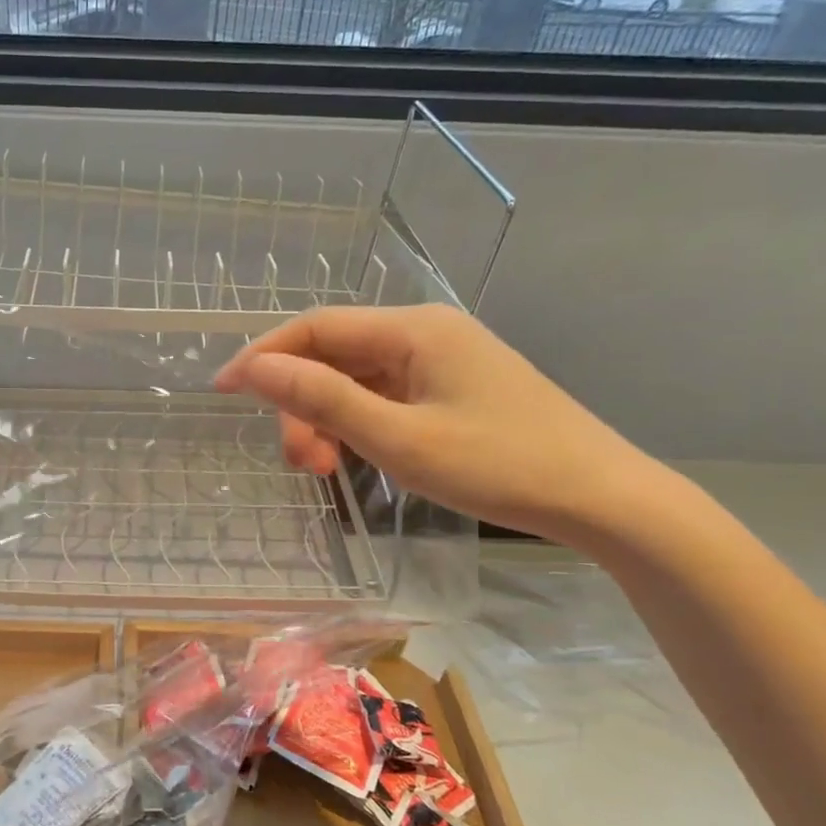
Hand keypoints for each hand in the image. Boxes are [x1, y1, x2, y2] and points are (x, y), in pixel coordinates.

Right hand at [214, 305, 657, 547]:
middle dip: (301, 405)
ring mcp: (441, 361)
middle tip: (299, 465)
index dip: (263, 356)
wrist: (603, 498)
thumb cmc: (499, 466)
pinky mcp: (453, 389)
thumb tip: (253, 368)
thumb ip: (321, 398)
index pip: (315, 327)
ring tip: (325, 471)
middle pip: (334, 355)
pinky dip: (357, 425)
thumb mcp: (398, 437)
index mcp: (414, 329)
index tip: (223, 392)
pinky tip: (355, 457)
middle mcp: (425, 332)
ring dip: (327, 420)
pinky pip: (384, 396)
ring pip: (356, 379)